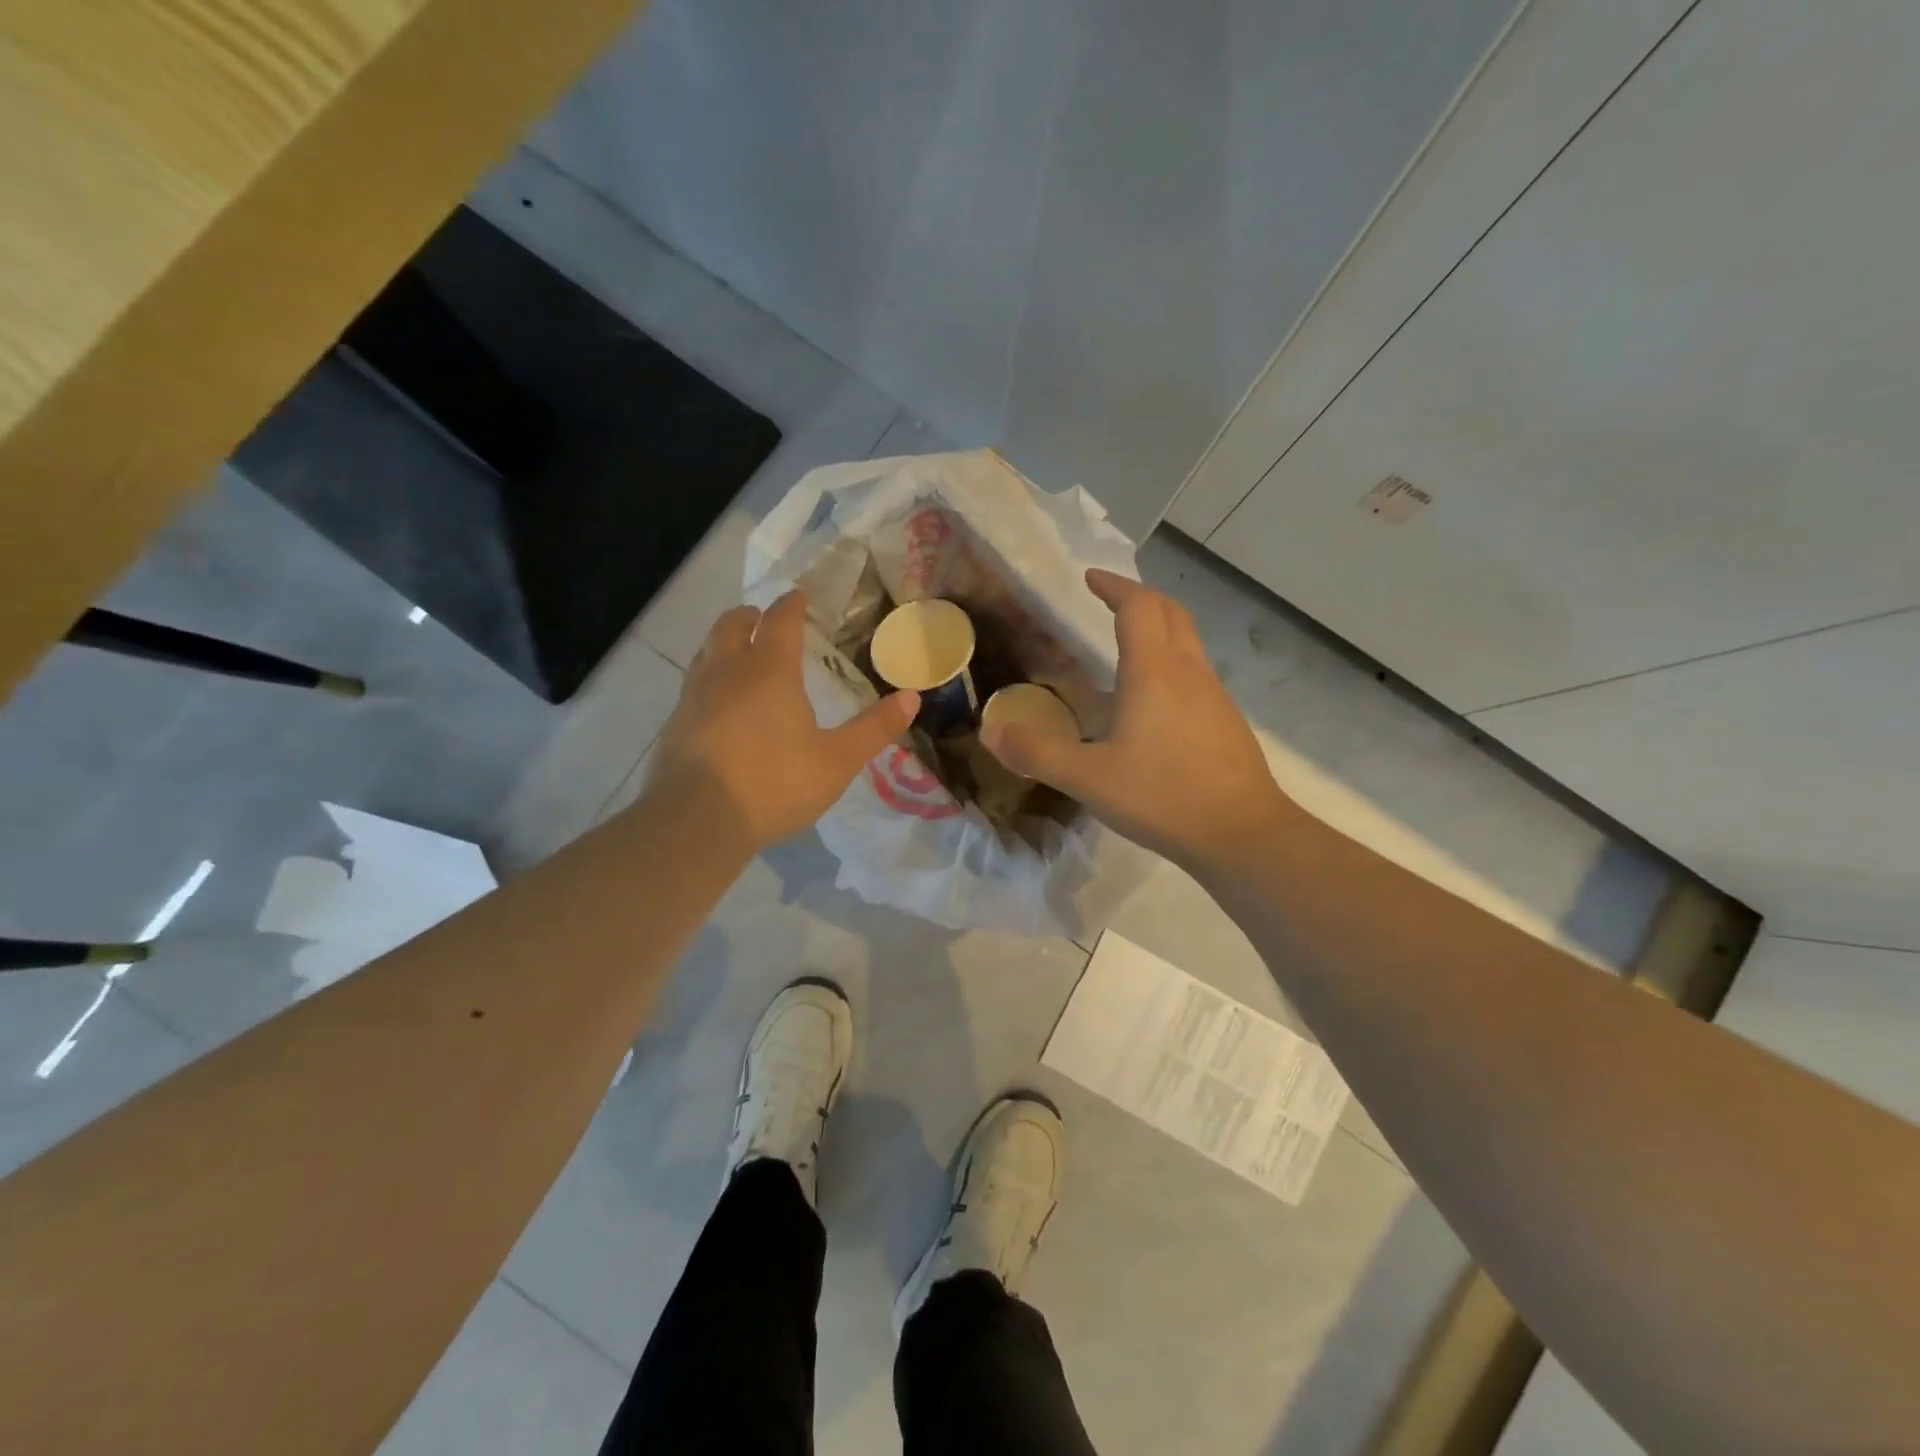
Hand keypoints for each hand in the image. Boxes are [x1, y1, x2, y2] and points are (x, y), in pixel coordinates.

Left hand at [643, 592, 919, 851]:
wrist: (697, 820)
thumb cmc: (774, 784)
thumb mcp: (837, 760)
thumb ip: (875, 728)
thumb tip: (912, 697)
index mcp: (769, 670)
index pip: (780, 621)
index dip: (791, 605)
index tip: (799, 597)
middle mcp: (727, 671)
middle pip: (731, 625)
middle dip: (750, 616)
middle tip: (763, 619)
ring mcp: (694, 696)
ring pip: (706, 651)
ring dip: (724, 643)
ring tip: (739, 654)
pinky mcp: (675, 723)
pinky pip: (693, 684)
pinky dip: (709, 678)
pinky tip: (718, 704)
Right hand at [981, 568, 1290, 869]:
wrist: (1243, 834)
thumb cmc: (1162, 797)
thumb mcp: (1088, 779)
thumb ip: (1037, 753)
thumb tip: (991, 731)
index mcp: (1154, 672)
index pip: (1137, 606)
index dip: (1114, 586)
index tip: (1091, 578)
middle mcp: (1188, 672)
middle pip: (1170, 612)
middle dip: (1139, 598)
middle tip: (1110, 600)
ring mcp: (1214, 695)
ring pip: (1187, 641)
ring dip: (1159, 629)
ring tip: (1126, 646)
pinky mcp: (1226, 720)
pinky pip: (1196, 672)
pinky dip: (1171, 663)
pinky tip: (1152, 702)